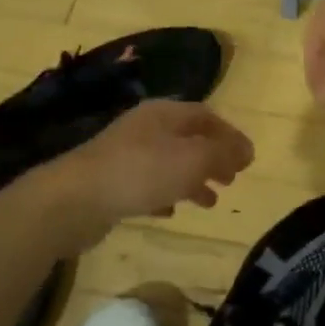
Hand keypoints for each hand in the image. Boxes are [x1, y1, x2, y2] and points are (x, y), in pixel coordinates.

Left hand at [42, 100, 253, 248]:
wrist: (76, 199)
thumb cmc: (142, 171)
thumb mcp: (193, 159)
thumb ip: (223, 153)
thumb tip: (246, 150)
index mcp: (164, 113)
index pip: (206, 115)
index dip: (230, 135)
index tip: (248, 159)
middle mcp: (145, 128)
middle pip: (187, 138)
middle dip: (213, 157)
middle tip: (232, 179)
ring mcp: (126, 155)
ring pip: (169, 163)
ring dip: (192, 179)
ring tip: (210, 201)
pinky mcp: (112, 182)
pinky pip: (147, 185)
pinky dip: (165, 195)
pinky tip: (172, 212)